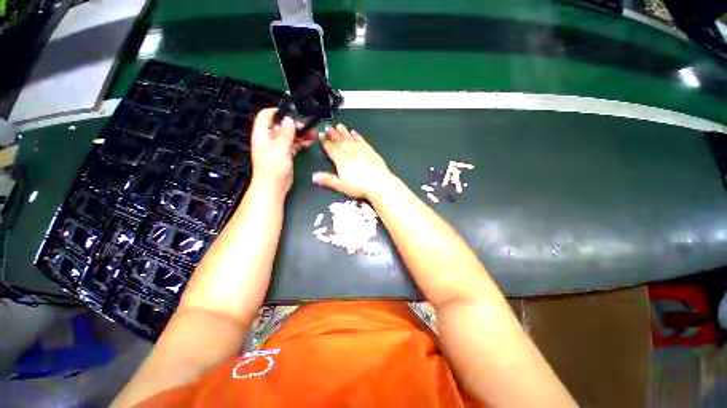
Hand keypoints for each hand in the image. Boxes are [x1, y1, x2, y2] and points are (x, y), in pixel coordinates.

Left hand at [250, 108, 315, 193]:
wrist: (274, 187)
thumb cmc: (273, 167)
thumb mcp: (279, 148)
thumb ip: (285, 133)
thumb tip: (288, 119)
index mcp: (262, 134)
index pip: (266, 115)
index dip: (277, 112)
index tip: (292, 113)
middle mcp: (269, 139)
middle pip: (281, 125)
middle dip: (294, 124)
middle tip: (307, 125)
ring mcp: (278, 147)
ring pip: (289, 135)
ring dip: (300, 133)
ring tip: (312, 133)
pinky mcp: (286, 155)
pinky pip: (294, 145)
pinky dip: (301, 142)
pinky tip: (309, 141)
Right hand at [312, 124, 393, 199]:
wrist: (378, 183)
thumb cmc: (358, 186)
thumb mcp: (341, 185)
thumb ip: (327, 179)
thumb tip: (313, 177)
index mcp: (341, 159)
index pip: (330, 148)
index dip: (324, 141)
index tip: (321, 135)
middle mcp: (349, 151)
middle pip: (339, 140)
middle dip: (332, 133)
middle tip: (328, 127)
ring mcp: (360, 149)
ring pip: (349, 138)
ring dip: (343, 131)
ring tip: (339, 126)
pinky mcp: (370, 150)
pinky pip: (361, 140)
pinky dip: (357, 135)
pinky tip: (354, 132)